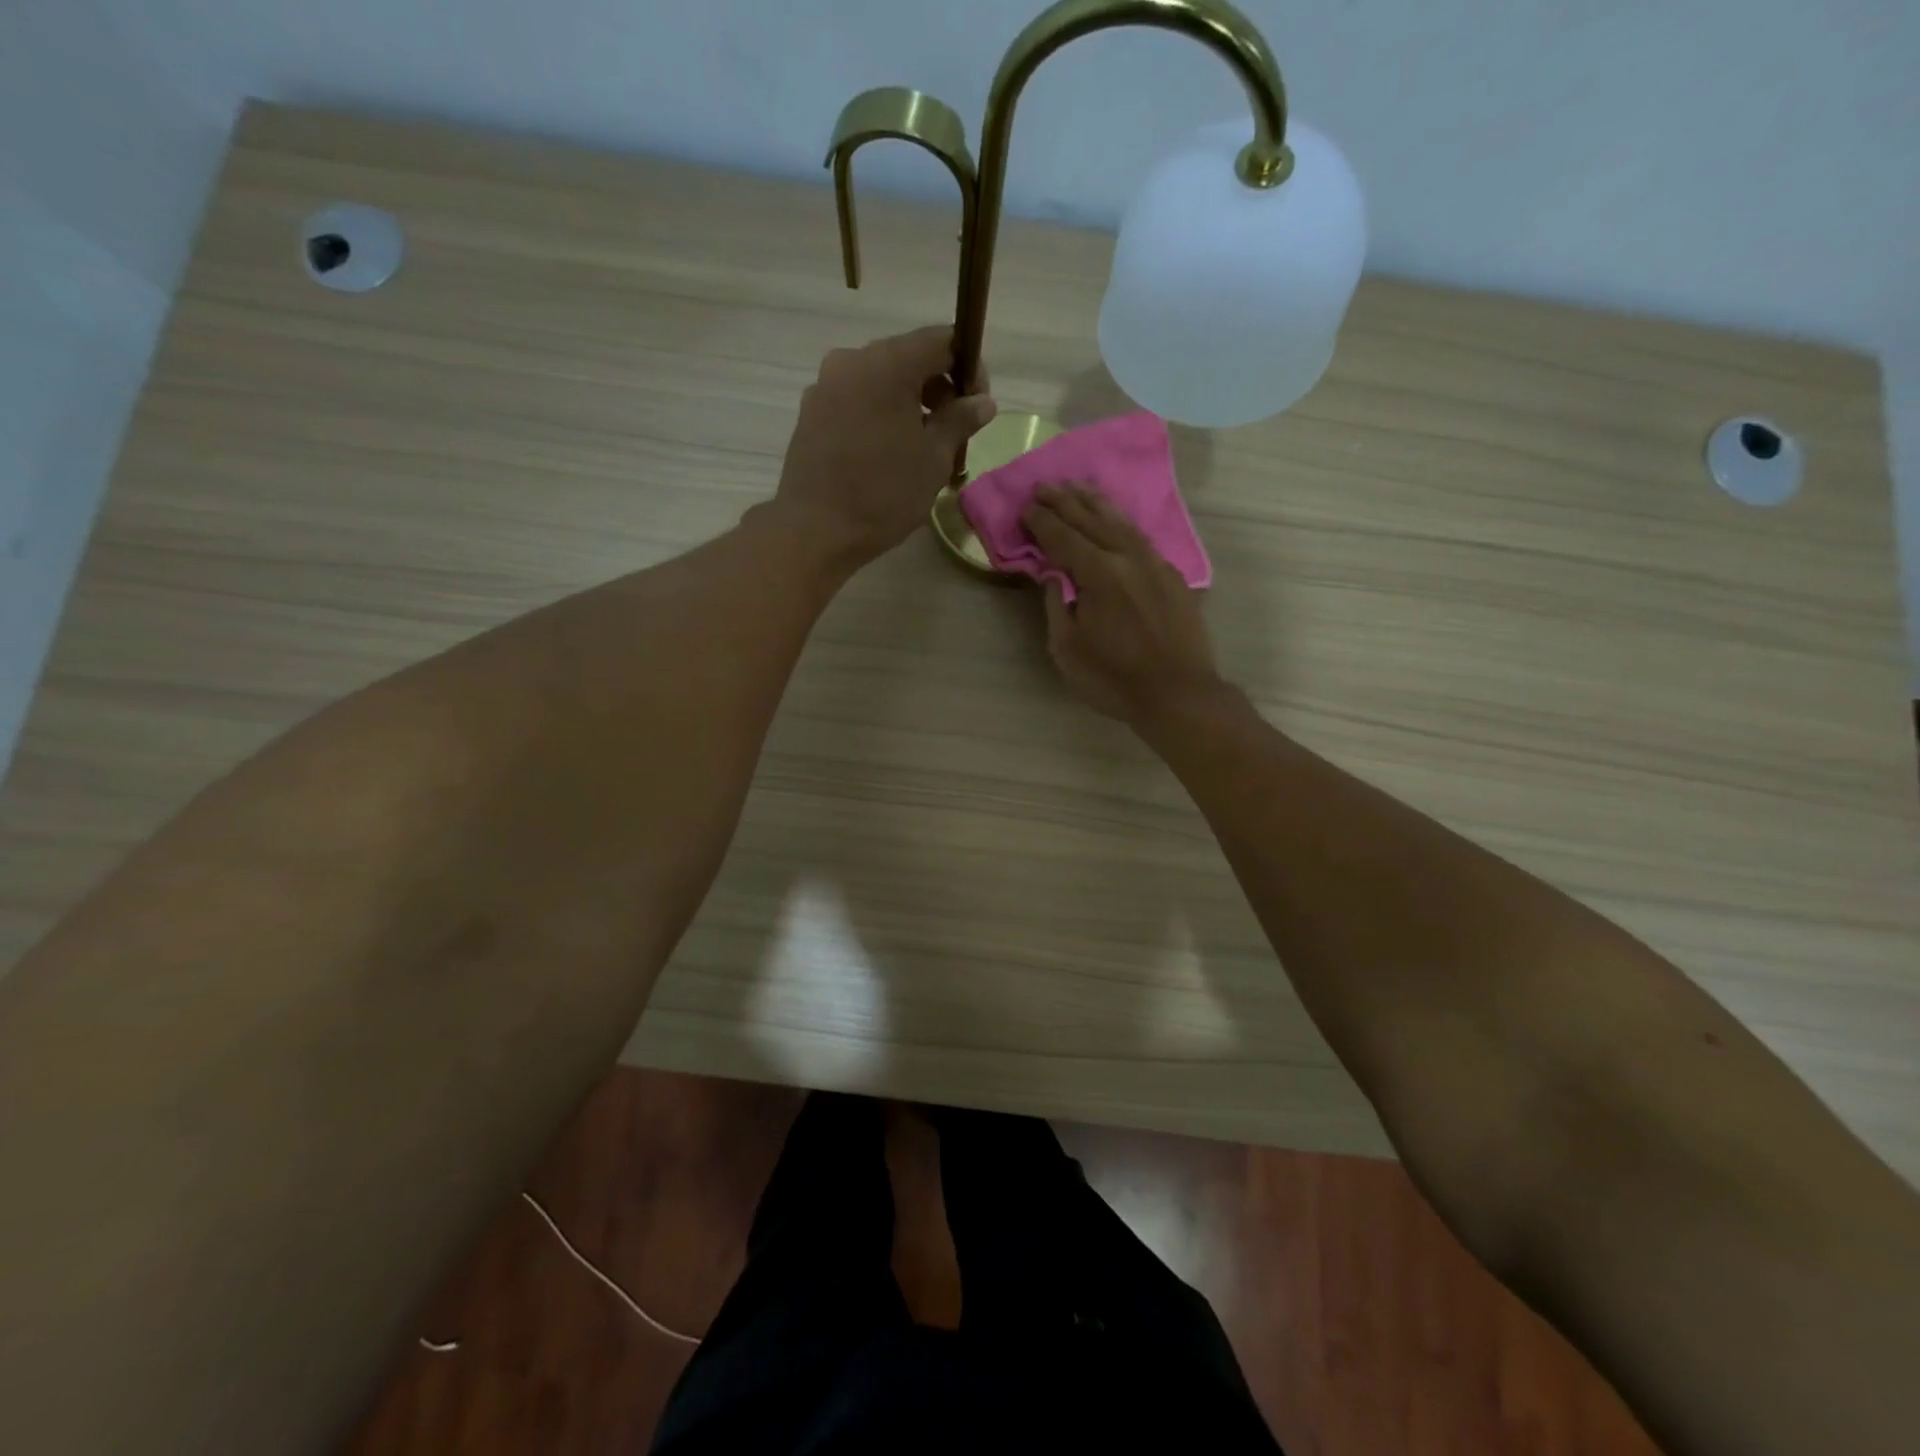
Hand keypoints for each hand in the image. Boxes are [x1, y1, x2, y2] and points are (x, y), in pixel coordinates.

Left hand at [772, 326, 996, 569]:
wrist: (816, 529)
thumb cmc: (884, 494)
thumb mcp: (934, 459)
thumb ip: (960, 421)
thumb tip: (982, 401)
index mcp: (888, 363)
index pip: (942, 341)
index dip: (968, 368)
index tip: (976, 405)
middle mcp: (852, 360)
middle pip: (908, 358)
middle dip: (937, 388)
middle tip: (952, 431)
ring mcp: (826, 385)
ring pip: (880, 380)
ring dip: (907, 403)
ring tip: (920, 447)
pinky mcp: (811, 411)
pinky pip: (856, 399)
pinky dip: (879, 414)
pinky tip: (886, 453)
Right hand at [1024, 485, 1222, 723]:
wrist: (1179, 694)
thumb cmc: (1114, 679)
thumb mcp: (1068, 649)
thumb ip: (1057, 606)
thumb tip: (1054, 576)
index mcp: (1100, 574)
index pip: (1064, 537)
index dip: (1043, 522)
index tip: (1026, 506)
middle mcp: (1129, 558)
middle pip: (1092, 520)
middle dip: (1066, 501)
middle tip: (1045, 485)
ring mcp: (1156, 564)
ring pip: (1122, 523)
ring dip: (1097, 503)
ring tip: (1079, 487)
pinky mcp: (1173, 577)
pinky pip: (1142, 538)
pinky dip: (1122, 523)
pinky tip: (1116, 521)